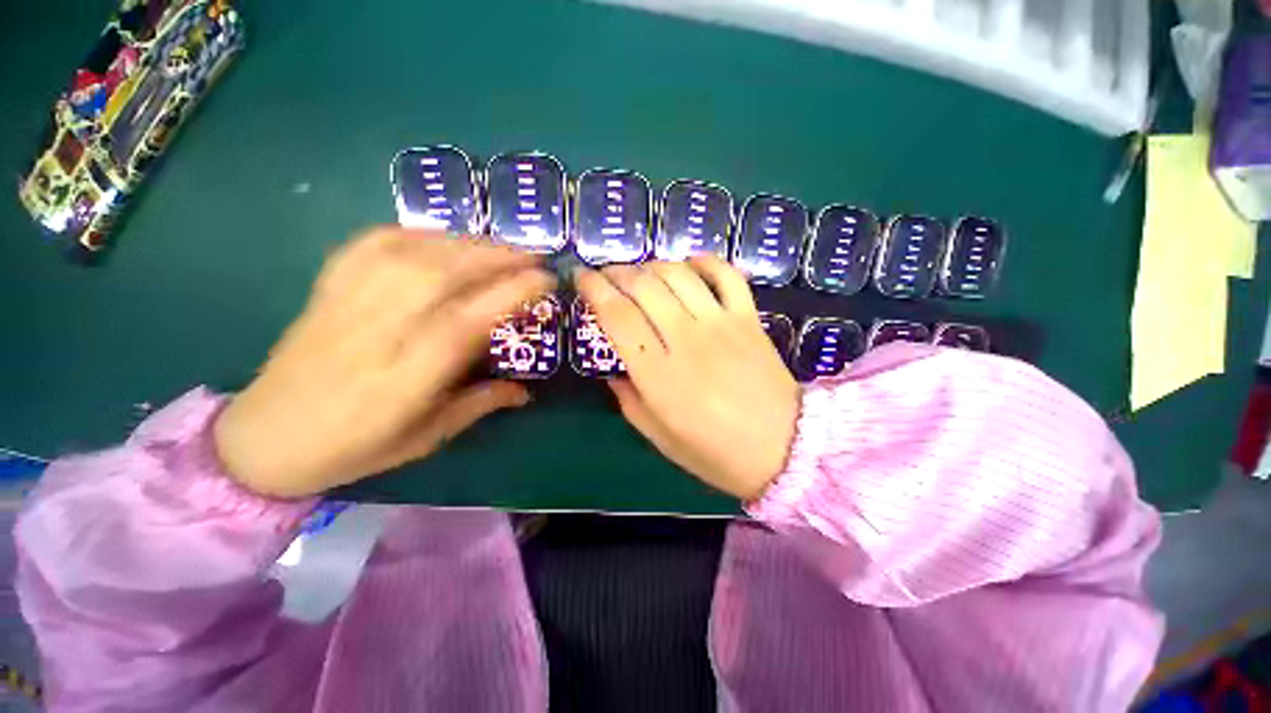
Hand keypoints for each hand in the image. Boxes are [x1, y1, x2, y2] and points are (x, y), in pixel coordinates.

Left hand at [213, 228, 554, 497]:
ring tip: (500, 247)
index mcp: (408, 375)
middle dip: (498, 258)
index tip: (547, 281)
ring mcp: (349, 303)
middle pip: (444, 275)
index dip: (513, 293)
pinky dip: (416, 233)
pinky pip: (373, 244)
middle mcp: (380, 330)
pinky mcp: (330, 288)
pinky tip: (442, 238)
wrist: (265, 437)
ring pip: (414, 253)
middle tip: (534, 257)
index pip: (469, 320)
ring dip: (467, 243)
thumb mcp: (427, 437)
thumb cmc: (354, 446)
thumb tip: (525, 391)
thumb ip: (479, 405)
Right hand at [575, 256, 799, 500]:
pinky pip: (726, 274)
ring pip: (678, 274)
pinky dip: (704, 261)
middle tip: (606, 274)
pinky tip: (689, 265)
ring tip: (641, 273)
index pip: (617, 316)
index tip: (581, 277)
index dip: (594, 289)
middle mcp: (686, 339)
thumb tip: (612, 370)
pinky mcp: (748, 318)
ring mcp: (721, 323)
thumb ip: (629, 400)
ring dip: (652, 265)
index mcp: (659, 375)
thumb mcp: (660, 437)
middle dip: (617, 271)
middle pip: (644, 286)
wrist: (785, 449)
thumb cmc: (716, 452)